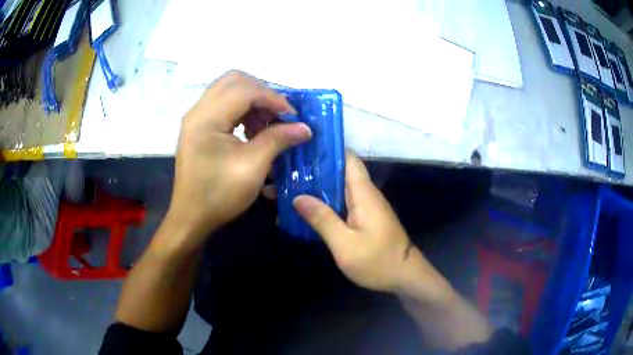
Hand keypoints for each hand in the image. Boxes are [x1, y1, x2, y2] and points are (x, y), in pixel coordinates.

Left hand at [166, 70, 311, 247]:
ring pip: (229, 90)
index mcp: (206, 118)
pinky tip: (252, 131)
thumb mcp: (253, 167)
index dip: (273, 98)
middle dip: (261, 93)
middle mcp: (198, 110)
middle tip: (278, 113)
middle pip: (234, 80)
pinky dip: (242, 111)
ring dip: (252, 101)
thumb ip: (278, 139)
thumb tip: (305, 127)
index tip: (292, 116)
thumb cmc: (219, 195)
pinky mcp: (198, 127)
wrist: (191, 218)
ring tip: (266, 125)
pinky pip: (223, 105)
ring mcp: (196, 118)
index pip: (244, 90)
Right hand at [293, 152, 450, 300]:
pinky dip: (325, 203)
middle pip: (340, 171)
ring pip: (339, 188)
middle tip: (286, 172)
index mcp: (363, 193)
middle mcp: (365, 194)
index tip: (302, 150)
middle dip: (314, 171)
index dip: (327, 150)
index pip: (348, 158)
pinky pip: (342, 202)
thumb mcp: (345, 245)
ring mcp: (365, 206)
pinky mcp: (364, 217)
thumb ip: (323, 219)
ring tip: (289, 188)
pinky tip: (306, 210)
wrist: (404, 276)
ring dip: (317, 187)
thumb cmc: (377, 261)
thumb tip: (298, 197)